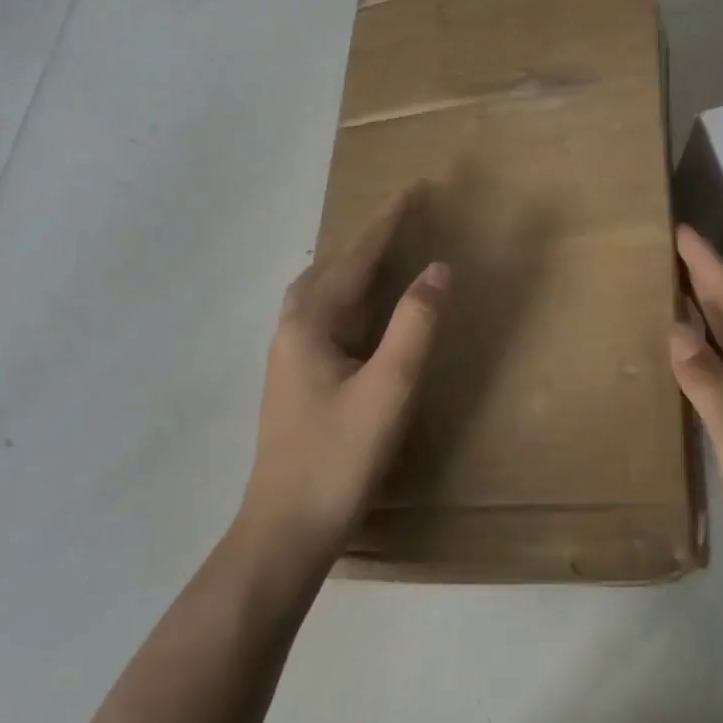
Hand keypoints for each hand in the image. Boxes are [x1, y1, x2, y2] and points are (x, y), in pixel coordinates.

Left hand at [238, 189, 449, 574]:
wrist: (284, 532)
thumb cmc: (337, 458)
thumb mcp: (388, 389)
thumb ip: (415, 326)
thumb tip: (438, 269)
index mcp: (310, 325)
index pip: (354, 258)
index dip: (385, 223)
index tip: (412, 190)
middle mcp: (292, 332)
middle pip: (329, 269)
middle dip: (366, 240)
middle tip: (402, 220)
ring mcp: (289, 359)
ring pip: (320, 295)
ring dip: (352, 268)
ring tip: (383, 256)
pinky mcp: (296, 382)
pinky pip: (322, 318)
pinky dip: (347, 298)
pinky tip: (361, 316)